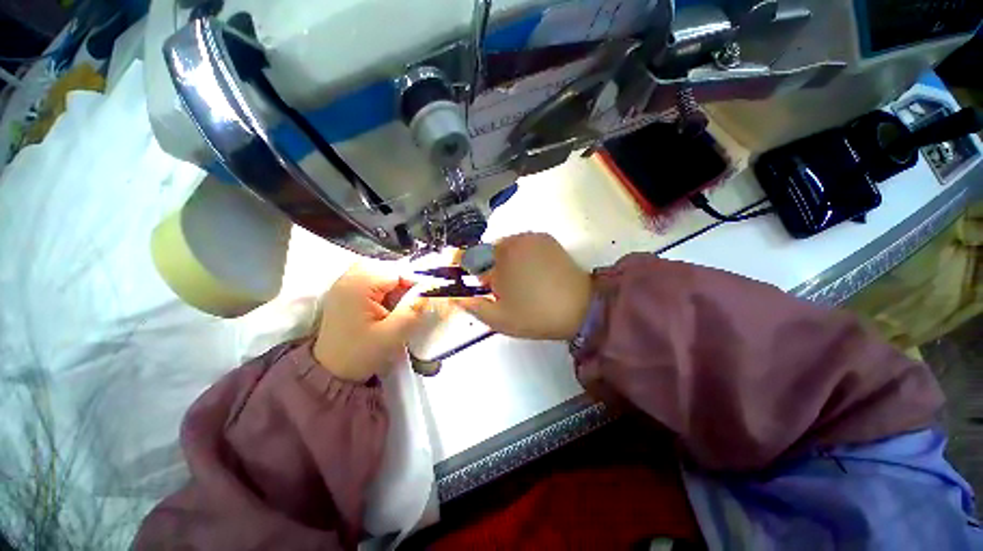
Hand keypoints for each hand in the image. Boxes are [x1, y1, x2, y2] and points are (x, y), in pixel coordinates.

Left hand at [313, 263, 428, 381]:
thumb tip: (435, 291)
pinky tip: (389, 303)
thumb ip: (414, 311)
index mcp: (358, 285)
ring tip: (401, 304)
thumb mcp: (392, 335)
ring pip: (385, 271)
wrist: (332, 370)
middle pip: (392, 268)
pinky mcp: (349, 288)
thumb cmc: (359, 354)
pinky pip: (376, 278)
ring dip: (398, 285)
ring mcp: (347, 281)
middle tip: (413, 304)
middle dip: (407, 284)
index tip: (426, 299)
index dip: (416, 283)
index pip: (399, 270)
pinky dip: (388, 287)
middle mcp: (349, 276)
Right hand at [454, 233, 592, 340]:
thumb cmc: (535, 315)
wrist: (580, 308)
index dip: (464, 268)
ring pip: (505, 247)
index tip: (471, 282)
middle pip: (487, 251)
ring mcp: (531, 236)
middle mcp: (512, 240)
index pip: (468, 256)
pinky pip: (522, 244)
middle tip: (500, 289)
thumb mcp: (498, 318)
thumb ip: (471, 305)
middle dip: (487, 268)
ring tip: (518, 282)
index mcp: (498, 259)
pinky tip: (532, 272)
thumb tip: (453, 296)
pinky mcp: (546, 238)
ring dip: (504, 261)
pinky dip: (520, 255)